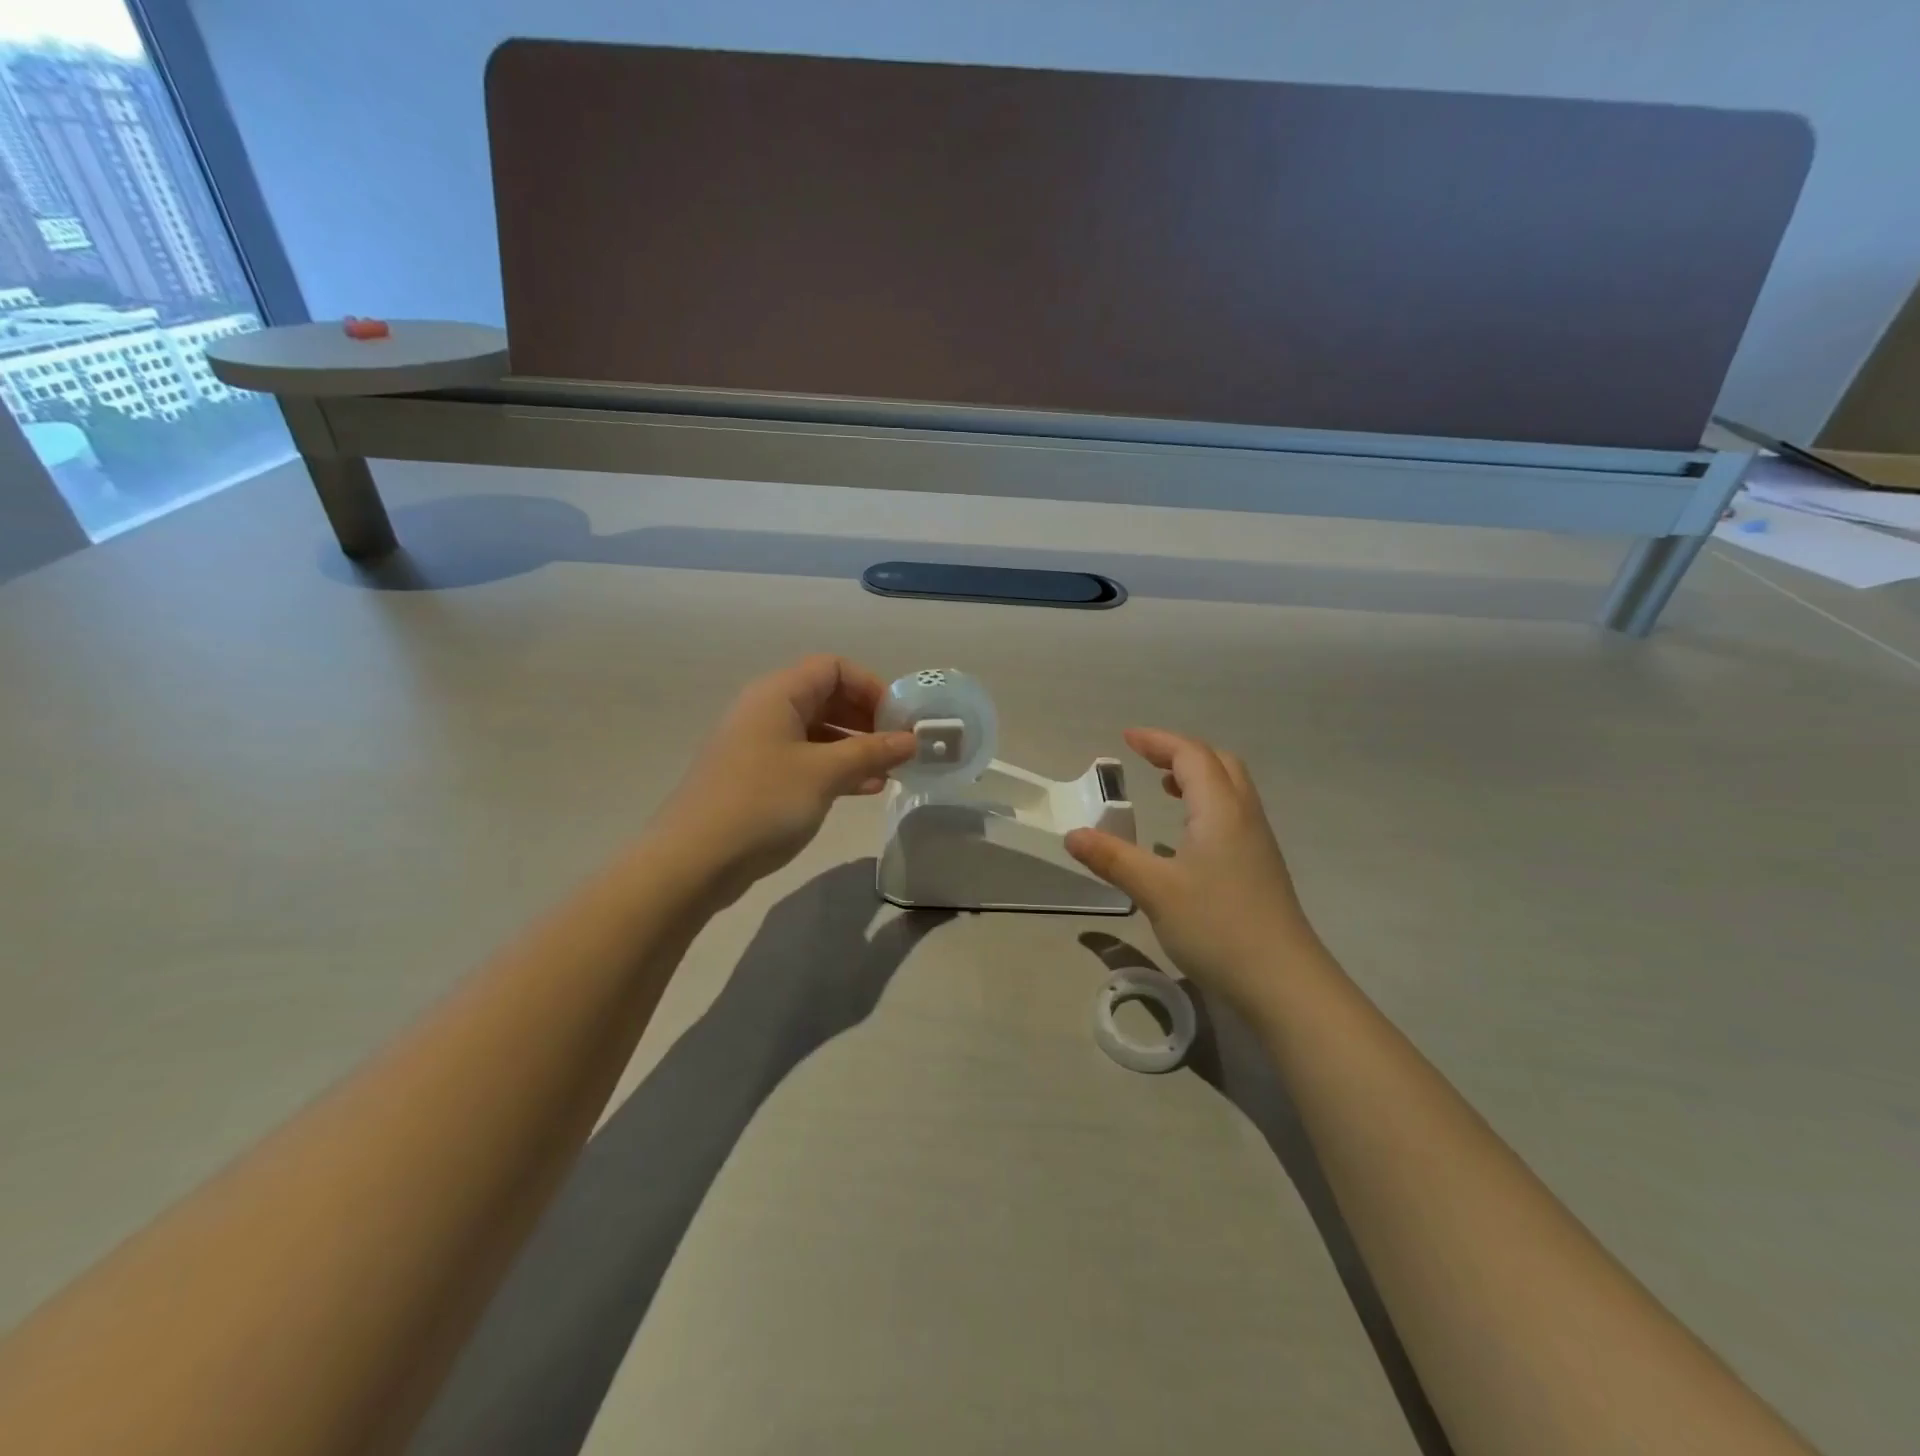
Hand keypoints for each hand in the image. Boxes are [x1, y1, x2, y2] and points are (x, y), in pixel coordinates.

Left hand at [656, 657, 914, 905]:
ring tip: (889, 771)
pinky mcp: (757, 778)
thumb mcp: (824, 774)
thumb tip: (911, 740)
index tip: (897, 720)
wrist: (693, 860)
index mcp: (777, 694)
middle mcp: (766, 711)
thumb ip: (871, 752)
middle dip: (866, 719)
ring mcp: (759, 745)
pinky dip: (835, 769)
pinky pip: (805, 760)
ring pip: (818, 732)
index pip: (833, 668)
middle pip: (826, 697)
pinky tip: (864, 790)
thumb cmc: (762, 803)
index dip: (870, 686)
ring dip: (855, 747)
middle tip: (898, 747)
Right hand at [1066, 729, 1319, 1010]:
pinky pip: (1233, 815)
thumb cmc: (1217, 927)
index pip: (1191, 755)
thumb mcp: (1155, 891)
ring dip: (1198, 777)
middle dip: (1181, 752)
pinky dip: (1206, 804)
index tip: (1126, 739)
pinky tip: (1185, 837)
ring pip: (1230, 789)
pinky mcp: (1260, 867)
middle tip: (1147, 759)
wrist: (1283, 982)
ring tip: (1166, 787)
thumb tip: (1073, 835)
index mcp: (1220, 810)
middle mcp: (1244, 816)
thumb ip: (1113, 858)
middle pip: (1218, 763)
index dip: (1158, 741)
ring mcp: (1257, 842)